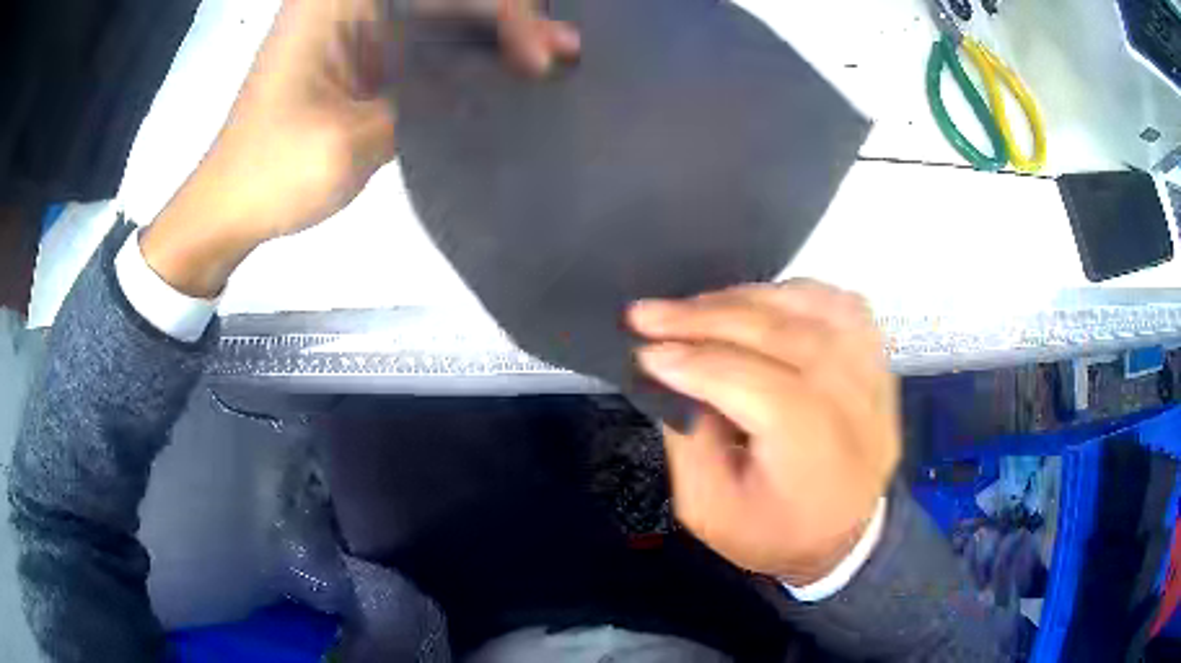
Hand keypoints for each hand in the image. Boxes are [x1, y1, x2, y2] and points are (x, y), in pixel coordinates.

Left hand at [142, 0, 579, 297]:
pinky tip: (505, 68)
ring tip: (553, 57)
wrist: (231, 206)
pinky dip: (467, 53)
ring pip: (443, 12)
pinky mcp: (364, 55)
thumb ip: (423, 99)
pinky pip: (427, 39)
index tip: (536, 55)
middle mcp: (351, 2)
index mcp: (338, 2)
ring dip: (495, 32)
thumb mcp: (351, 138)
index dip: (500, 10)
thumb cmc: (273, 172)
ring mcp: (358, 27)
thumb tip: (489, 80)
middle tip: (563, 49)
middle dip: (507, 16)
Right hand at [628, 281, 900, 584]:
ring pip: (812, 310)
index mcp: (813, 455)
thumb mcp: (709, 511)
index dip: (696, 362)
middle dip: (708, 318)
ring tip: (697, 308)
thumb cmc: (774, 532)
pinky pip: (841, 305)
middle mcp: (855, 406)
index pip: (758, 386)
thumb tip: (673, 374)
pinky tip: (759, 303)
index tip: (644, 351)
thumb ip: (687, 441)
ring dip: (746, 300)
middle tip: (651, 313)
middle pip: (784, 337)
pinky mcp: (879, 362)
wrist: (844, 537)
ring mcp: (874, 378)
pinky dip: (795, 293)